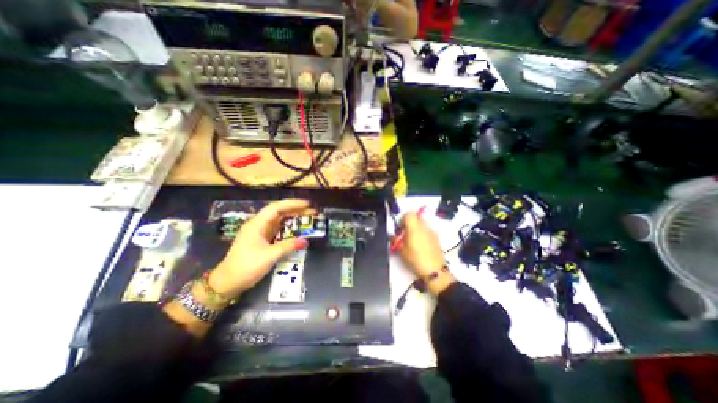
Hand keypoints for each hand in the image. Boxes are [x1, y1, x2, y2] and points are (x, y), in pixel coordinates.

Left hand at [208, 199, 313, 298]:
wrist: (227, 283)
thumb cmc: (246, 267)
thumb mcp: (269, 256)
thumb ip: (288, 246)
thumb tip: (306, 240)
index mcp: (257, 224)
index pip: (276, 208)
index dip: (292, 204)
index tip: (307, 204)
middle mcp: (259, 224)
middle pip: (279, 212)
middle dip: (296, 210)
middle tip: (313, 211)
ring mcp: (261, 232)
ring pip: (279, 220)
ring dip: (293, 217)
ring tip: (308, 217)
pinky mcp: (263, 239)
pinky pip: (278, 229)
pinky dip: (289, 227)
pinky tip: (298, 228)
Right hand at [392, 211, 452, 295]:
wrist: (434, 271)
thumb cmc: (415, 259)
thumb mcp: (401, 251)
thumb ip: (395, 240)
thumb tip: (393, 235)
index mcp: (414, 227)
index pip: (408, 214)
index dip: (402, 219)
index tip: (400, 229)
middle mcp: (424, 227)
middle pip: (416, 217)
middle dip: (410, 223)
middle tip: (405, 234)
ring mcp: (432, 232)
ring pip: (422, 224)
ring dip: (416, 228)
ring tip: (413, 241)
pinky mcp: (437, 238)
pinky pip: (427, 231)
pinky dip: (423, 234)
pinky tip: (421, 246)